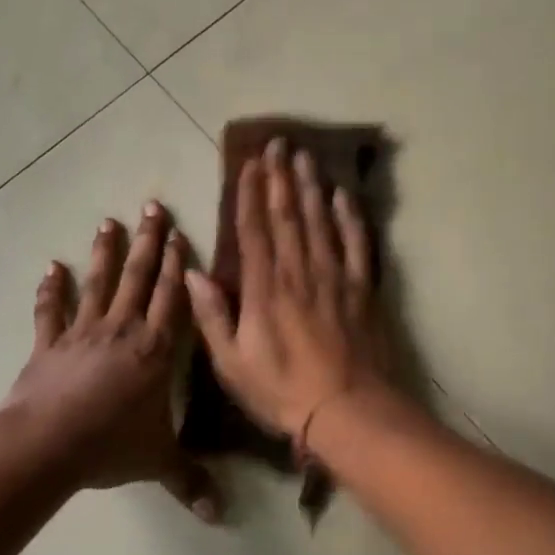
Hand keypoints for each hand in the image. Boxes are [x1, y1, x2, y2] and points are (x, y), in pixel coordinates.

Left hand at [4, 202, 222, 522]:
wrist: (48, 445)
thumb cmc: (111, 445)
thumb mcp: (158, 462)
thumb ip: (190, 481)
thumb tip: (221, 515)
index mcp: (156, 349)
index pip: (173, 299)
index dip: (179, 266)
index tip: (181, 234)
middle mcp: (123, 330)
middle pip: (140, 278)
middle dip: (149, 242)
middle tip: (152, 206)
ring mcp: (83, 334)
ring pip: (99, 284)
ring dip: (105, 254)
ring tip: (108, 222)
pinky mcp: (49, 345)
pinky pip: (50, 313)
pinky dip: (50, 291)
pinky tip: (51, 268)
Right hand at [186, 140, 390, 448]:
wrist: (346, 411)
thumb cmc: (281, 391)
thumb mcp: (231, 363)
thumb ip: (212, 315)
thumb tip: (192, 273)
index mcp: (264, 287)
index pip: (254, 228)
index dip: (249, 193)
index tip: (248, 164)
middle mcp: (298, 270)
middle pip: (288, 213)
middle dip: (280, 176)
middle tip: (278, 143)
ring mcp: (334, 276)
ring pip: (320, 220)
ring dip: (311, 185)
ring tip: (305, 156)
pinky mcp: (362, 288)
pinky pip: (357, 243)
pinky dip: (350, 217)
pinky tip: (343, 196)